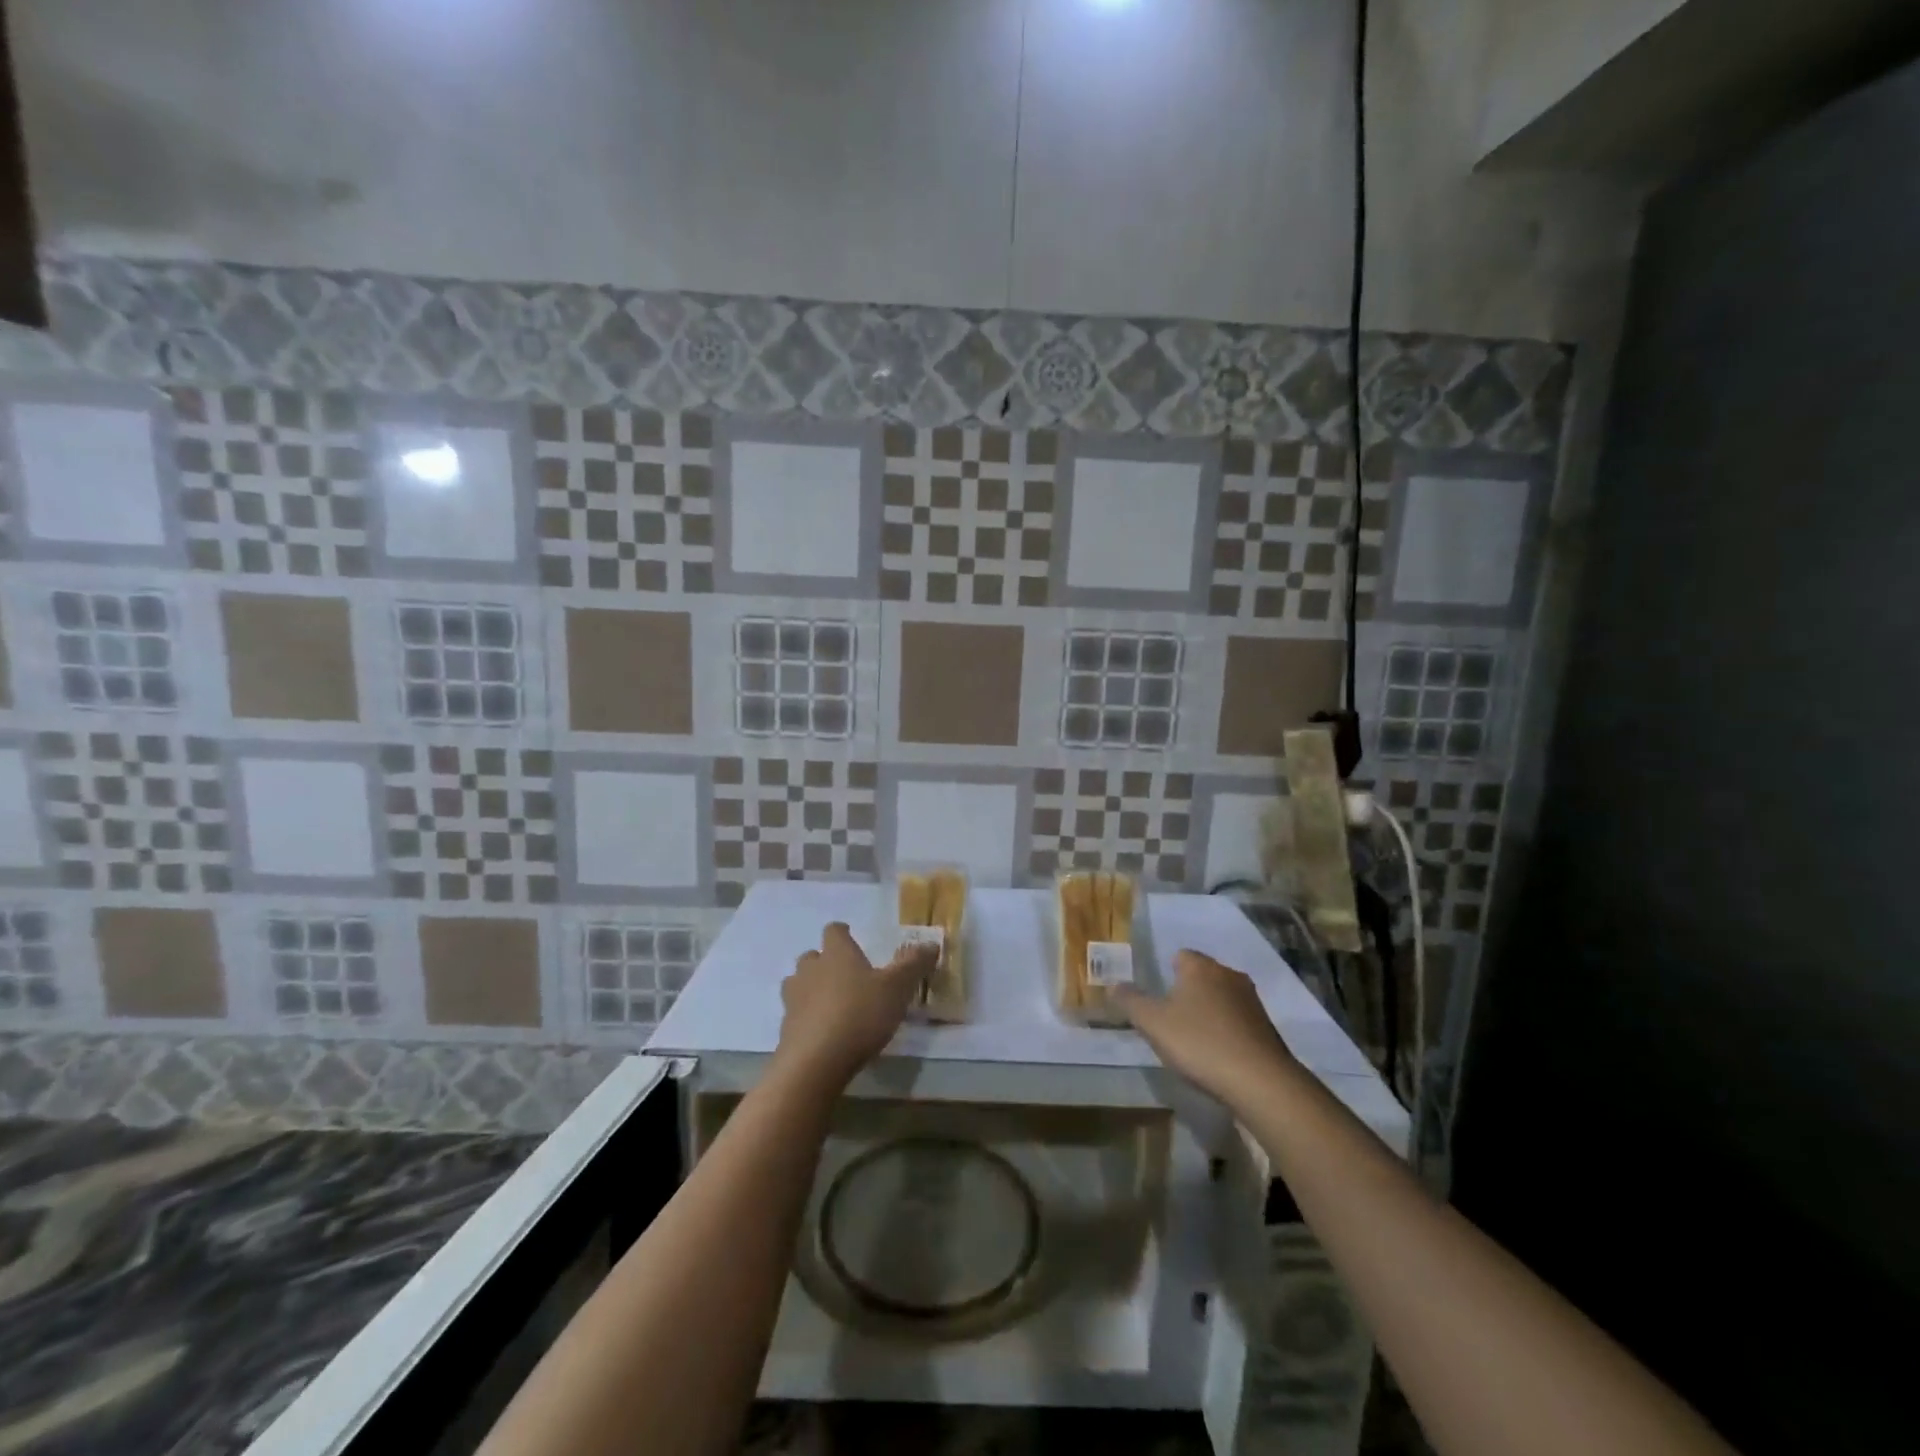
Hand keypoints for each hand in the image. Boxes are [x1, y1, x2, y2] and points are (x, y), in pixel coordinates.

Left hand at [774, 922, 933, 1089]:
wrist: (815, 1062)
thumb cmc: (860, 1014)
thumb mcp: (897, 988)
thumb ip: (914, 965)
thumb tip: (931, 943)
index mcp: (837, 953)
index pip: (834, 931)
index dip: (842, 933)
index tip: (851, 937)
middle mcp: (811, 970)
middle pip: (812, 956)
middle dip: (825, 962)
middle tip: (845, 975)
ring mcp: (794, 999)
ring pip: (798, 983)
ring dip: (811, 988)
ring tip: (831, 1002)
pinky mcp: (786, 1028)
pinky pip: (796, 1014)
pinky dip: (808, 1018)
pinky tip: (824, 1032)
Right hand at [1114, 950, 1296, 1104]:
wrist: (1261, 1081)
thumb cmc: (1200, 1042)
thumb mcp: (1153, 1023)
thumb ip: (1130, 1001)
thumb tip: (1113, 985)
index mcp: (1200, 966)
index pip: (1179, 955)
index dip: (1165, 972)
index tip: (1155, 996)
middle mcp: (1229, 974)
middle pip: (1201, 976)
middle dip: (1186, 992)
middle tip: (1169, 1018)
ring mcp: (1252, 1001)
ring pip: (1221, 998)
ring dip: (1208, 1012)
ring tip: (1192, 1039)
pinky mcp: (1267, 1028)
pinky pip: (1238, 1021)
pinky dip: (1226, 1031)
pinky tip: (1217, 1054)